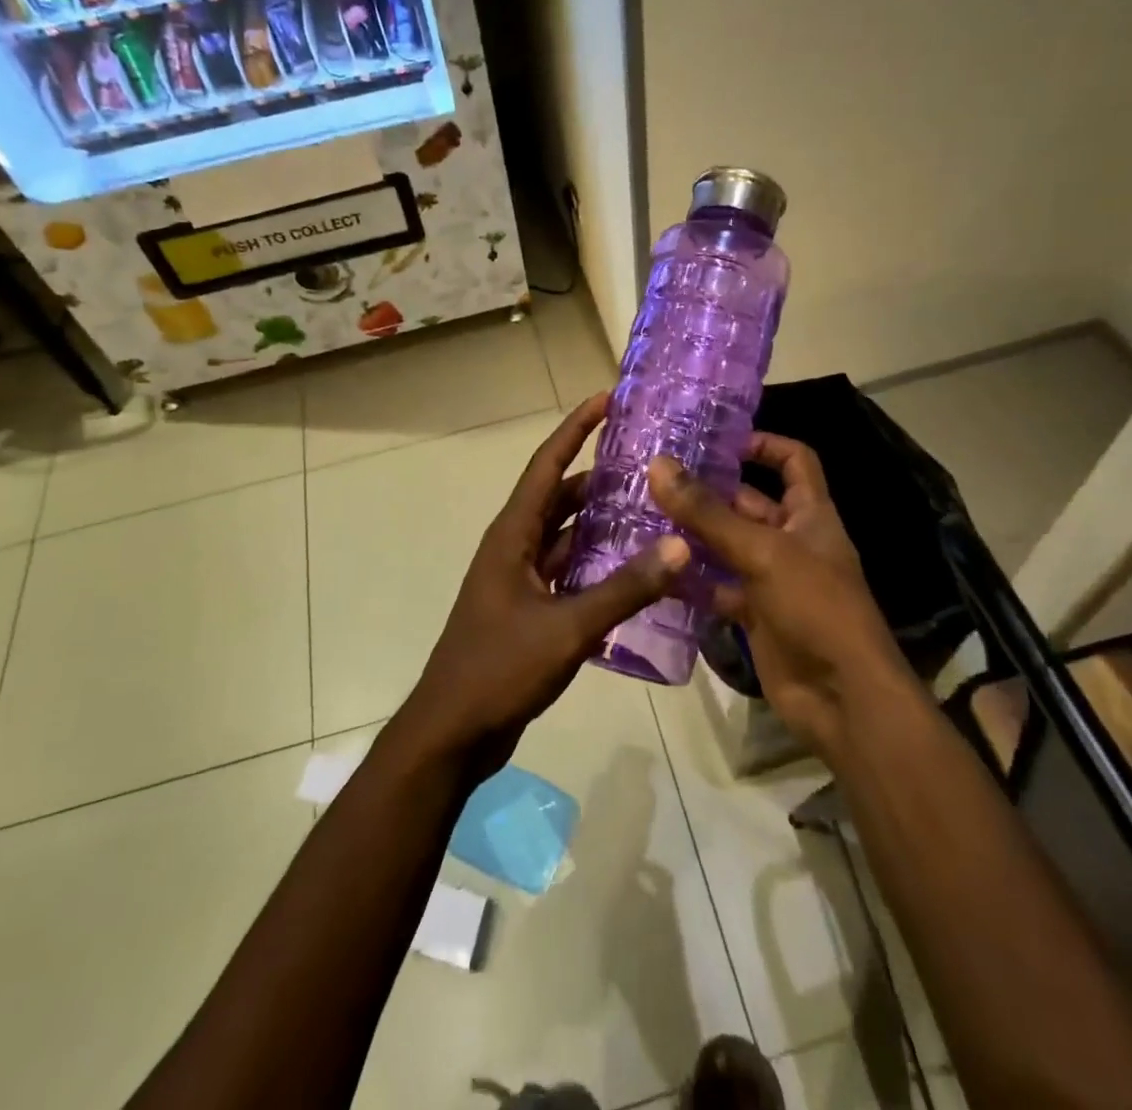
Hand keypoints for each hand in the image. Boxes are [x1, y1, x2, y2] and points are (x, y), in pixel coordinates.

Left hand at [399, 394, 689, 775]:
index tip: (607, 399)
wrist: (453, 731)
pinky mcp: (530, 609)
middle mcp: (515, 547)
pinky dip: (598, 564)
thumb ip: (625, 588)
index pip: (547, 465)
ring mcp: (521, 580)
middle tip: (648, 460)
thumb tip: (678, 545)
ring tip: (651, 506)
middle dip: (598, 475)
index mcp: (513, 535)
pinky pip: (569, 572)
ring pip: (567, 536)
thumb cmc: (499, 668)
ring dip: (601, 521)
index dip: (575, 428)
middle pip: (560, 497)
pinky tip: (635, 568)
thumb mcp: (567, 627)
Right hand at [648, 436, 912, 756]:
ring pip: (727, 546)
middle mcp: (791, 540)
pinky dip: (691, 581)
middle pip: (748, 503)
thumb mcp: (762, 552)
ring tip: (641, 516)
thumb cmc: (816, 607)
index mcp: (810, 514)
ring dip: (692, 534)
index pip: (793, 460)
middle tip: (654, 477)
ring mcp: (772, 579)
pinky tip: (654, 569)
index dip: (762, 443)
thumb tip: (658, 465)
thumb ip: (708, 513)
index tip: (716, 439)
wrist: (842, 699)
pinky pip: (717, 588)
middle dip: (708, 490)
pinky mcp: (754, 614)